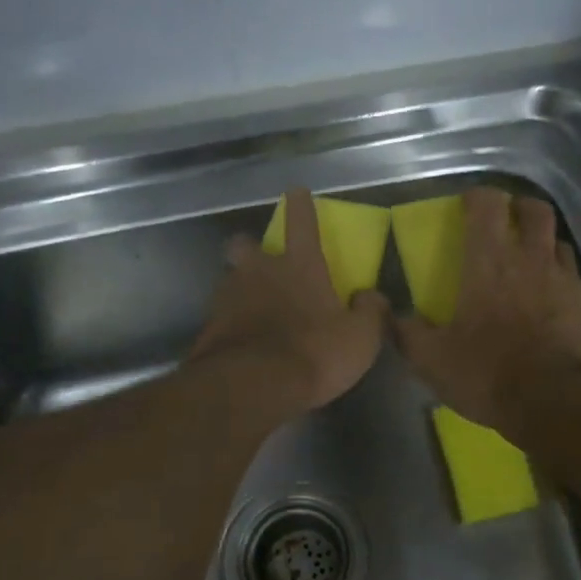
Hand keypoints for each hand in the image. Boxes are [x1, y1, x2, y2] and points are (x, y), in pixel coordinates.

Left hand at [191, 188, 388, 413]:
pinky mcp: (209, 328)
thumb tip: (371, 296)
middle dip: (250, 247)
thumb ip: (370, 312)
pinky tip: (243, 342)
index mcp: (299, 266)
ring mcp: (228, 299)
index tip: (297, 192)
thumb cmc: (313, 353)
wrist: (251, 387)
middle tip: (262, 264)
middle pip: (244, 245)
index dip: (300, 205)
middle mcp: (259, 273)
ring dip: (241, 289)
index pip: (301, 222)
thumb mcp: (360, 338)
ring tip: (255, 312)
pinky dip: (233, 324)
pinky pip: (222, 317)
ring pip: (230, 281)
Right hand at [394, 187, 580, 434]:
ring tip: (531, 263)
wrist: (557, 403)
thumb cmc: (489, 373)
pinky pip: (575, 281)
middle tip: (506, 223)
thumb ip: (408, 333)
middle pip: (535, 210)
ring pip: (559, 243)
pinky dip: (562, 283)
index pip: (487, 204)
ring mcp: (566, 281)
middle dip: (520, 208)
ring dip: (544, 244)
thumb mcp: (432, 360)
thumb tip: (391, 316)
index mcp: (489, 262)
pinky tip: (553, 305)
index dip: (477, 197)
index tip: (467, 206)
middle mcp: (532, 259)